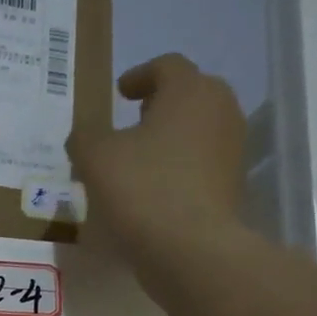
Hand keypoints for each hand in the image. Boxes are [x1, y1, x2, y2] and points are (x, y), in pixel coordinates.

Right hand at [67, 53, 245, 254]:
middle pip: (189, 94)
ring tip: (140, 159)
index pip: (166, 66)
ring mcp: (232, 148)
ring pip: (197, 129)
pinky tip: (155, 188)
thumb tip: (84, 136)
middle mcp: (220, 110)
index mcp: (190, 90)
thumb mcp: (95, 158)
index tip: (119, 93)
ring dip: (170, 137)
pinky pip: (201, 163)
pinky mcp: (232, 184)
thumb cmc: (142, 190)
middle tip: (132, 121)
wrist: (190, 249)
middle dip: (160, 104)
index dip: (139, 76)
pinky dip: (179, 166)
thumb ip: (85, 137)